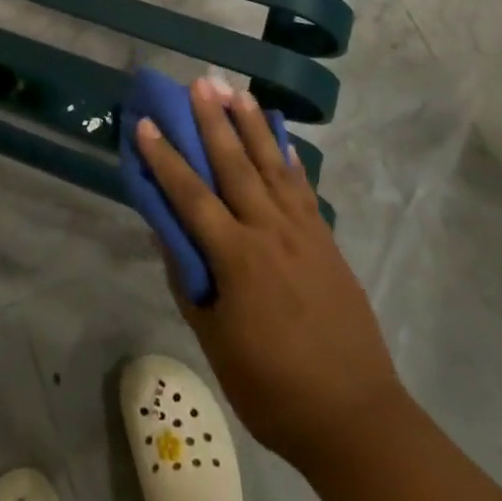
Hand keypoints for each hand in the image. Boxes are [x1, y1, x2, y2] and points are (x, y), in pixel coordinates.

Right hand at [136, 78, 403, 468]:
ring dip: (252, 126)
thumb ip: (189, 282)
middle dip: (213, 121)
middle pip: (235, 165)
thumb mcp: (215, 342)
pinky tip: (280, 138)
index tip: (146, 124)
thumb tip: (166, 233)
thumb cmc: (273, 387)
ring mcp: (302, 232)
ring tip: (236, 92)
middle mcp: (269, 231)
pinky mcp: (326, 240)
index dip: (165, 158)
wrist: (355, 417)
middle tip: (199, 83)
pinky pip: (303, 188)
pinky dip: (289, 158)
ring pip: (272, 165)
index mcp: (237, 257)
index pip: (191, 195)